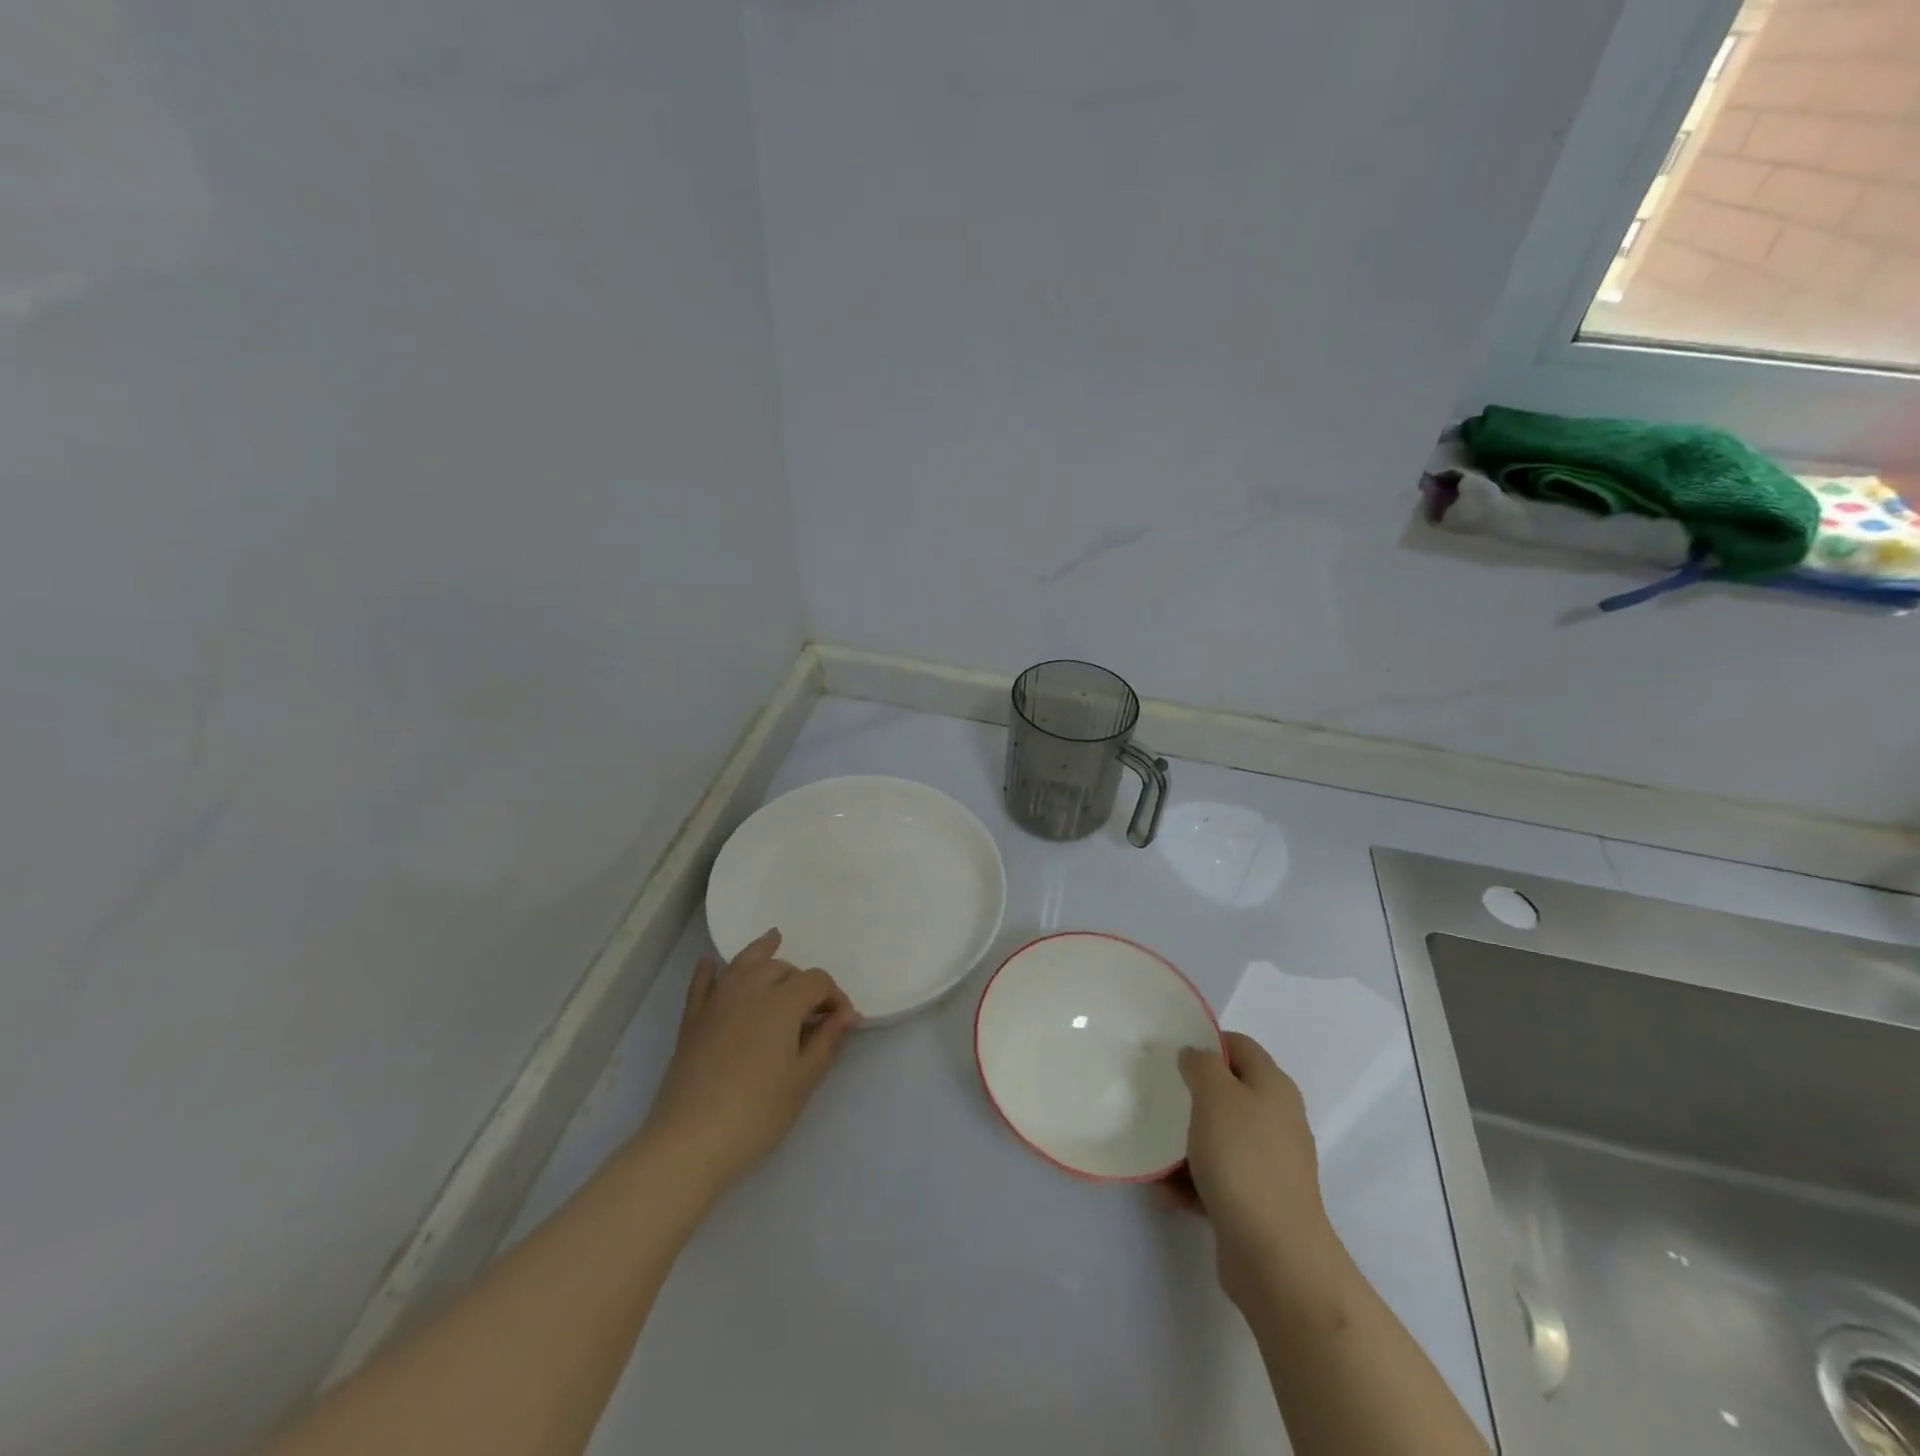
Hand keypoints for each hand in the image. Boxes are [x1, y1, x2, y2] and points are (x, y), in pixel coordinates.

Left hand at [636, 930, 858, 1201]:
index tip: (842, 1023)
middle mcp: (749, 991)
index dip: (834, 996)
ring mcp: (716, 1004)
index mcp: (782, 1003)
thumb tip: (847, 1014)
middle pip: (780, 968)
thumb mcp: (803, 1080)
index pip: (816, 982)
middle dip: (801, 980)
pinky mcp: (692, 1022)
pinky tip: (709, 963)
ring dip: (761, 952)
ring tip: (772, 939)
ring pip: (742, 964)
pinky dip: (708, 971)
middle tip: (812, 1010)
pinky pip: (701, 986)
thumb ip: (827, 1041)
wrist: (691, 1142)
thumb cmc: (758, 1113)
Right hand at [1175, 1032, 1342, 1309]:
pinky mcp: (1255, 1201)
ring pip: (1217, 1138)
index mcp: (1273, 1087)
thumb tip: (1195, 1056)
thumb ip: (1201, 1065)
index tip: (1170, 1051)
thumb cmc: (1243, 1160)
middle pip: (1227, 1093)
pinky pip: (1216, 1178)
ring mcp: (1268, 1164)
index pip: (1239, 1046)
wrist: (1275, 1257)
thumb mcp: (1215, 1095)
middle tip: (1156, 1095)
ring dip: (1183, 1144)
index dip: (1206, 1042)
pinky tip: (1164, 1191)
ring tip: (1153, 1151)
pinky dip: (1190, 1182)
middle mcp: (1276, 1120)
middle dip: (1190, 1095)